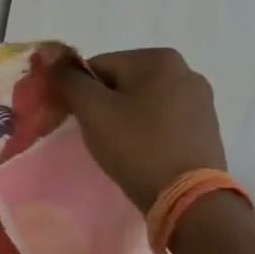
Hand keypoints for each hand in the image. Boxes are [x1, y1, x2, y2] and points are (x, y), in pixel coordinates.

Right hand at [53, 48, 227, 211]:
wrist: (188, 199)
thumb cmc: (136, 146)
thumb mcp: (92, 109)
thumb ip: (68, 78)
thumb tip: (48, 54)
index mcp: (158, 58)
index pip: (97, 66)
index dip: (81, 93)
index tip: (79, 120)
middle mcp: (185, 71)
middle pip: (121, 82)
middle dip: (104, 105)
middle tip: (99, 136)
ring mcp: (200, 100)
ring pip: (141, 101)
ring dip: (124, 118)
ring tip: (121, 148)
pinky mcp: (206, 127)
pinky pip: (162, 119)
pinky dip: (146, 131)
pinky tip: (143, 153)